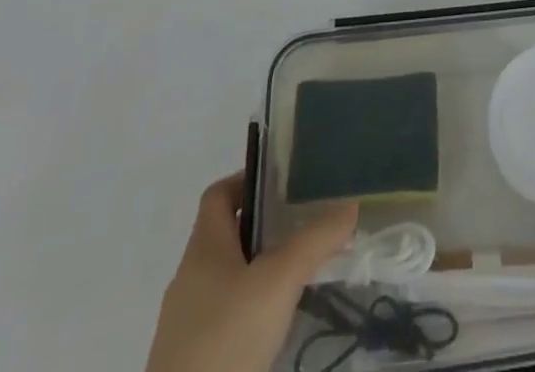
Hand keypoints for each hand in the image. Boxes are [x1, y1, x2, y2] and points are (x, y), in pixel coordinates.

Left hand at [146, 173, 357, 371]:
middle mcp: (189, 278)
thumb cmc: (226, 341)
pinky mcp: (191, 362)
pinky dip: (249, 310)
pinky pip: (223, 317)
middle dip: (263, 228)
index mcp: (203, 248)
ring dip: (258, 271)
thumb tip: (349, 206)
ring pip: (226, 279)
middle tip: (304, 227)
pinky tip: (275, 326)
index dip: (248, 181)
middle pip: (226, 235)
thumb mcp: (279, 282)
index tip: (283, 184)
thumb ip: (315, 241)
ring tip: (298, 275)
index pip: (219, 194)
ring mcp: (185, 324)